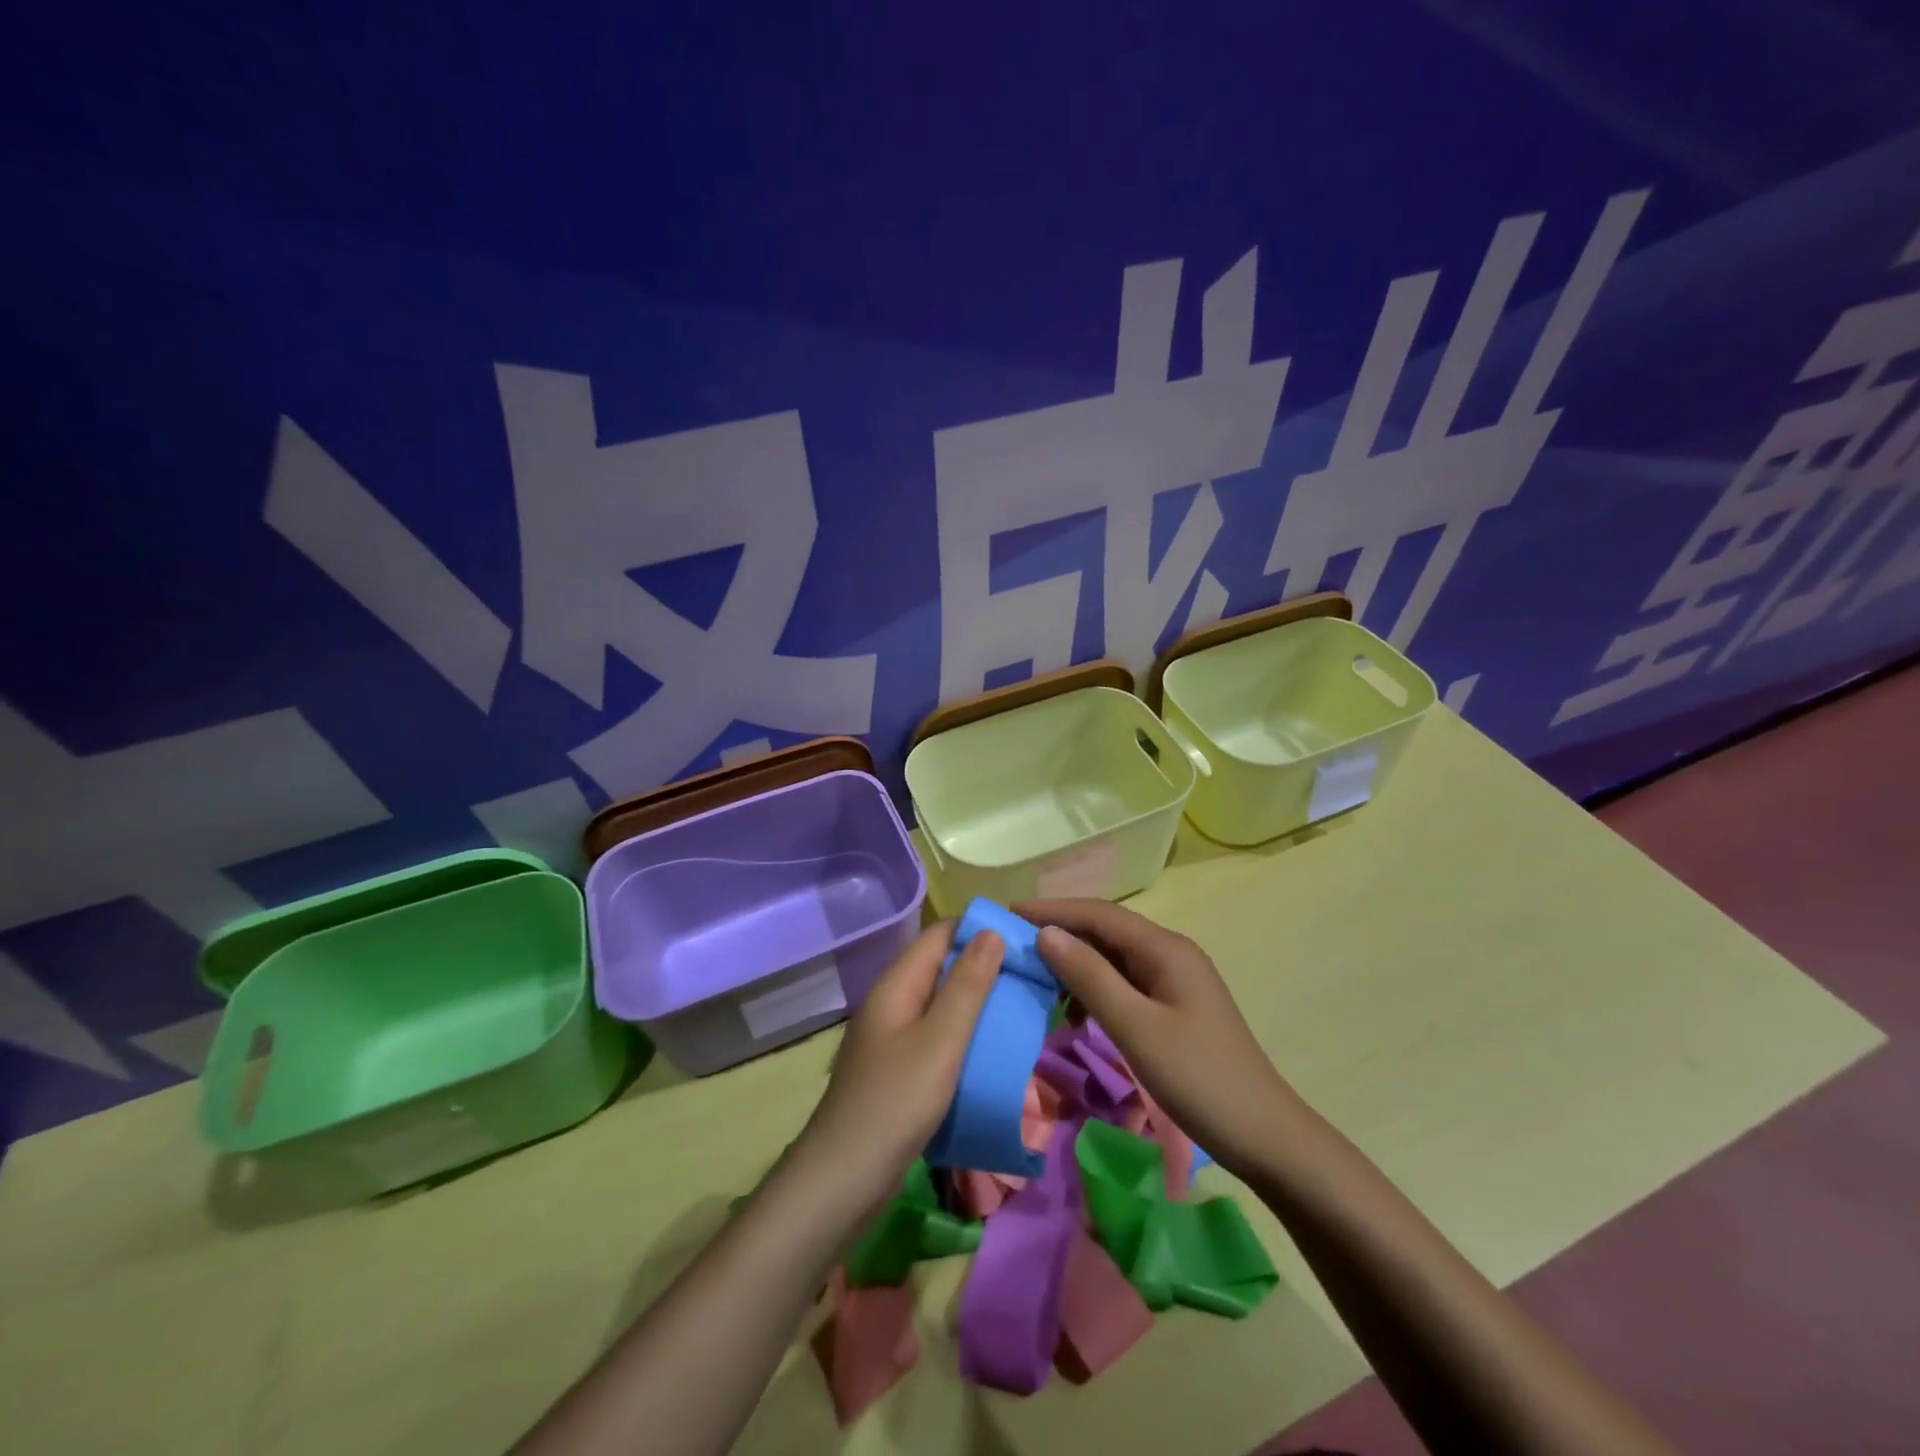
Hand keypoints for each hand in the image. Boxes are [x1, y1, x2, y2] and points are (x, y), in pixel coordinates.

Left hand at [791, 920, 1003, 1215]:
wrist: (843, 1179)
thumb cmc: (896, 1102)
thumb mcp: (941, 1040)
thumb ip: (967, 986)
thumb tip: (992, 932)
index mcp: (897, 984)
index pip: (940, 935)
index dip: (980, 929)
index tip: (1024, 938)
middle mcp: (892, 1002)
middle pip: (940, 966)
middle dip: (984, 964)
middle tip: (1031, 975)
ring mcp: (891, 1036)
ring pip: (940, 1003)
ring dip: (977, 1000)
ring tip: (1020, 1006)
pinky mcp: (897, 1068)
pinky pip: (936, 1035)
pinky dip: (964, 1032)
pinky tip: (990, 1048)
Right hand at [1015, 897, 1292, 1175]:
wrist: (1265, 1136)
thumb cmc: (1198, 1079)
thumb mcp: (1135, 1027)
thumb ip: (1089, 977)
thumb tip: (1046, 933)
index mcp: (1165, 948)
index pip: (1098, 914)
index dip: (1052, 909)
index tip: (1008, 913)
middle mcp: (1170, 953)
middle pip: (1105, 931)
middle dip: (1059, 934)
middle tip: (1013, 947)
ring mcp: (1174, 981)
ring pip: (1113, 959)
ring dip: (1075, 965)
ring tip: (1036, 981)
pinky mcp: (1174, 1007)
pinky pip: (1124, 985)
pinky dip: (1094, 991)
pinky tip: (1073, 1015)